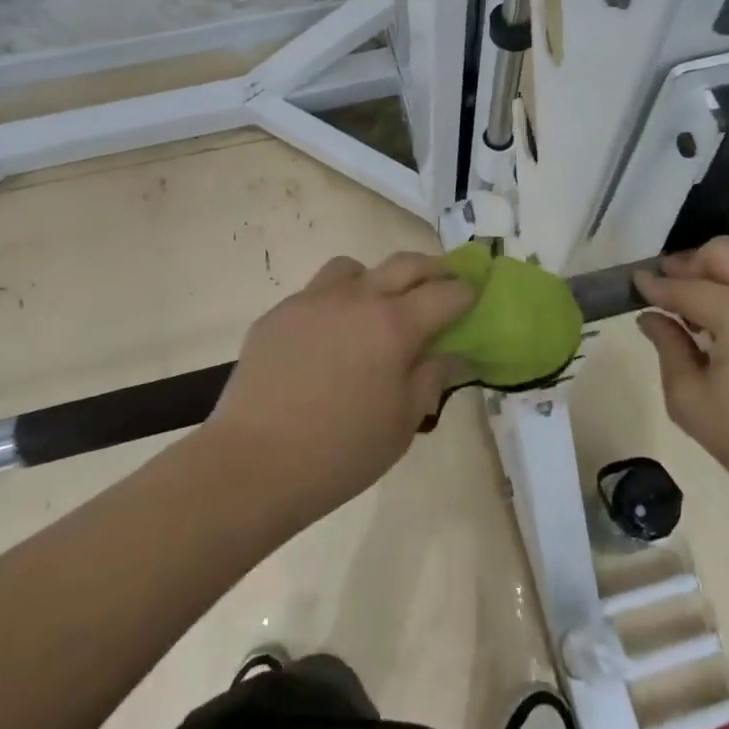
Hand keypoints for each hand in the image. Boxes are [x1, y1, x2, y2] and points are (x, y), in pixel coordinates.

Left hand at [200, 253, 473, 522]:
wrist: (253, 463)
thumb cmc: (341, 451)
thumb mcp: (403, 423)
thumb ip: (431, 379)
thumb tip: (450, 354)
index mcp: (394, 325)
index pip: (445, 294)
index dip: (466, 292)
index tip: (474, 295)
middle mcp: (357, 298)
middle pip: (405, 264)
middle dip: (432, 269)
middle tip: (442, 283)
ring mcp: (313, 300)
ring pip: (354, 268)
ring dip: (375, 279)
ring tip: (375, 308)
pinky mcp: (279, 313)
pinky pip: (316, 294)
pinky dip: (334, 304)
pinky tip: (327, 339)